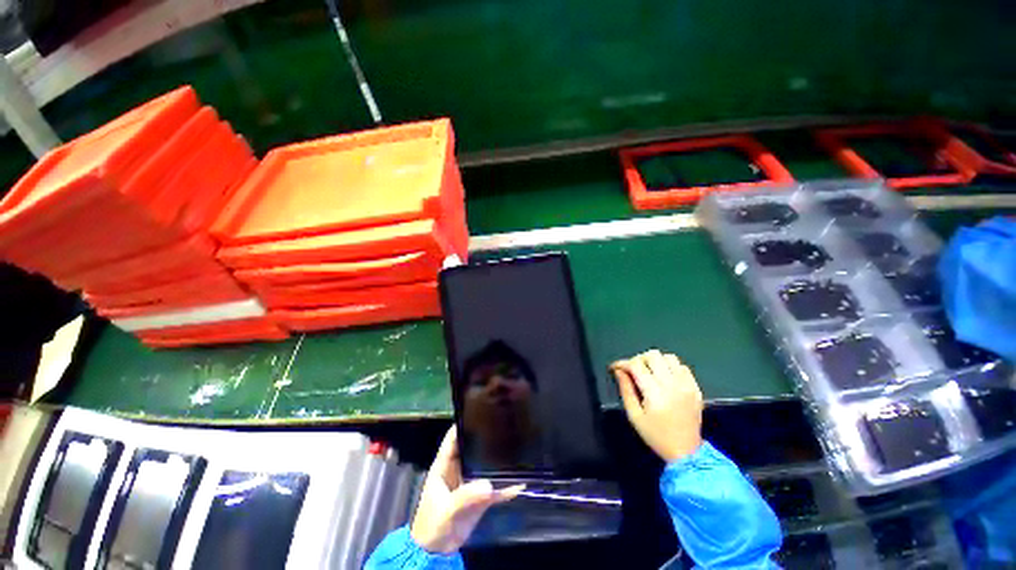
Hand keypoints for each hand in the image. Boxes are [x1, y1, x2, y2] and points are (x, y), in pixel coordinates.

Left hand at [410, 427, 523, 552]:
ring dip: (496, 460)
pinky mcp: (480, 498)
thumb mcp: (447, 509)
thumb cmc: (433, 526)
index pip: (453, 439)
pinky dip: (507, 487)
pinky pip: (495, 489)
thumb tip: (489, 484)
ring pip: (485, 466)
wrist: (436, 554)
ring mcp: (470, 483)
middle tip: (502, 425)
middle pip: (472, 448)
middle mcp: (459, 470)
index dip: (462, 425)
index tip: (478, 412)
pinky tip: (521, 483)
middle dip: (484, 437)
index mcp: (444, 466)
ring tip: (514, 445)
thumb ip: (466, 496)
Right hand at [611, 350, 703, 461]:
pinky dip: (671, 367)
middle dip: (639, 359)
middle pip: (653, 355)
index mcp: (655, 393)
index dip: (623, 363)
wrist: (686, 452)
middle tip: (634, 370)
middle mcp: (672, 385)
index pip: (636, 365)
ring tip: (650, 372)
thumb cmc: (656, 435)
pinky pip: (682, 367)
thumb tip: (619, 371)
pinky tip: (665, 377)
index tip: (615, 367)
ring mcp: (686, 385)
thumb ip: (625, 390)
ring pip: (669, 357)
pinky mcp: (696, 388)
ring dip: (656, 361)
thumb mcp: (634, 415)